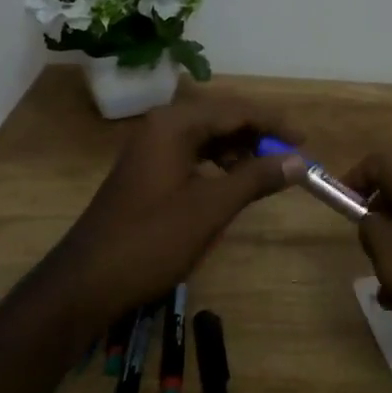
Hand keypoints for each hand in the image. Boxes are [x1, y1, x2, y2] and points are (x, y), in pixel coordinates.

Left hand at [53, 95, 303, 315]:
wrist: (86, 282)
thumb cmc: (151, 240)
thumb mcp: (211, 208)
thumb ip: (256, 178)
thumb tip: (298, 160)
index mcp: (175, 124)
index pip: (236, 110)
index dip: (273, 123)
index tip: (304, 140)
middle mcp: (162, 126)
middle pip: (221, 117)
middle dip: (257, 133)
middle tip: (290, 154)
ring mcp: (151, 148)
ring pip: (207, 136)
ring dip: (239, 149)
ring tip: (266, 171)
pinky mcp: (148, 170)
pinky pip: (193, 153)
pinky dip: (218, 163)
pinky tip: (233, 182)